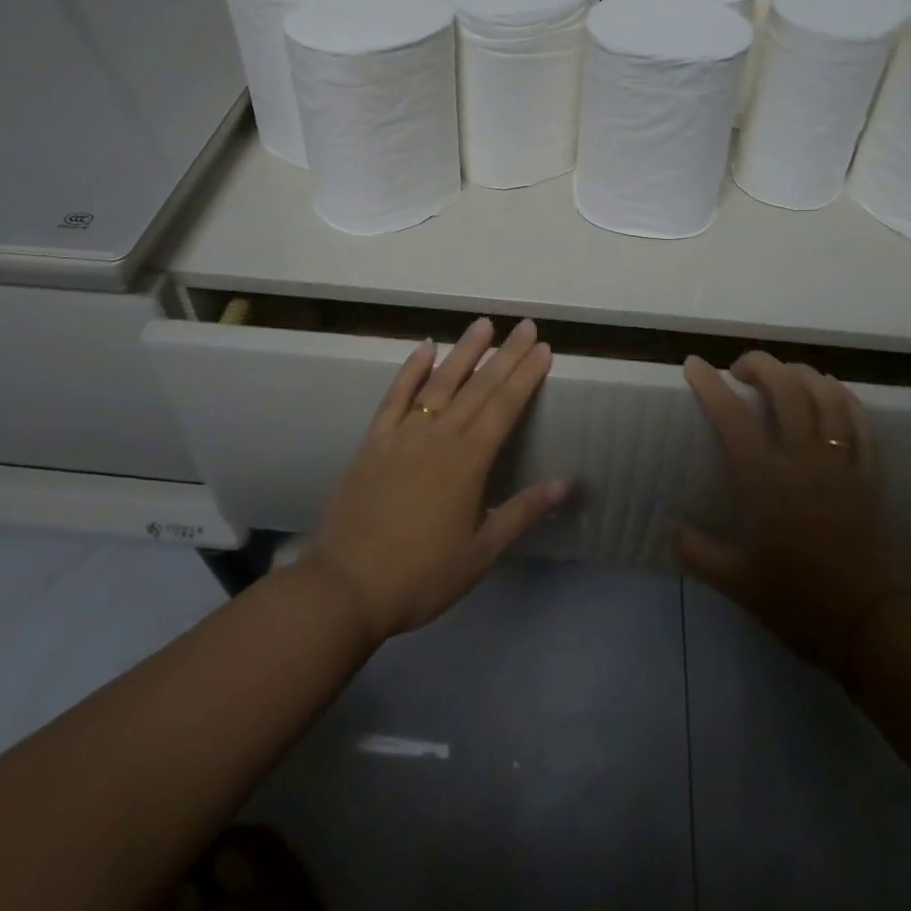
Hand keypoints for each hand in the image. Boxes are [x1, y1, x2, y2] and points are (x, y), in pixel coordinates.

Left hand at [303, 318, 565, 643]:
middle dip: (506, 354)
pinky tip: (424, 348)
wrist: (345, 586)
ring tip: (483, 324)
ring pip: (440, 382)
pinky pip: (395, 396)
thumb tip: (564, 483)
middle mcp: (439, 436)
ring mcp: (403, 434)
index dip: (526, 375)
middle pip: (479, 387)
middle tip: (525, 326)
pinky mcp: (373, 441)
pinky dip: (410, 370)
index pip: (505, 407)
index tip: (543, 348)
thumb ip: (521, 512)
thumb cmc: (421, 575)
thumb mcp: (480, 553)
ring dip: (464, 351)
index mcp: (468, 461)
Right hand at [677, 352, 908, 678]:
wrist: (869, 626)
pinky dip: (843, 397)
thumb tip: (672, 529)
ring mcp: (841, 463)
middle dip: (759, 365)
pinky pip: (859, 421)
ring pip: (825, 394)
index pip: (731, 415)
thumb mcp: (735, 582)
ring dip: (801, 373)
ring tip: (784, 375)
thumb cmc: (797, 602)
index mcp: (764, 480)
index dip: (709, 384)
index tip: (694, 364)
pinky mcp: (869, 474)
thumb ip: (697, 551)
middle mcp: (803, 459)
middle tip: (740, 370)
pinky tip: (831, 392)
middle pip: (785, 387)